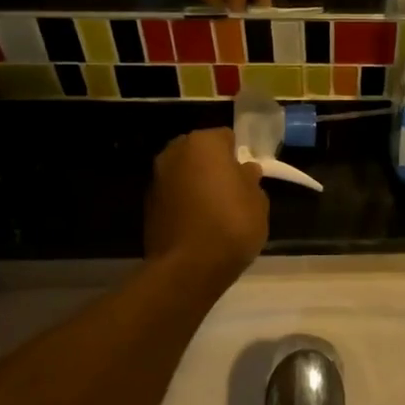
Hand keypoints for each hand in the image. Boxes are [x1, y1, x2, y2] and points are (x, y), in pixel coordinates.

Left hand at [145, 128, 268, 286]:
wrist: (188, 268)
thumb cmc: (231, 225)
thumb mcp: (258, 201)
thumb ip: (250, 180)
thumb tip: (244, 171)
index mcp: (204, 143)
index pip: (226, 137)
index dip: (238, 155)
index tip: (247, 175)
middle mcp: (175, 153)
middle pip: (200, 152)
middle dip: (213, 166)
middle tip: (231, 190)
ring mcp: (157, 178)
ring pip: (184, 173)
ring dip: (196, 184)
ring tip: (214, 210)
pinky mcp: (147, 205)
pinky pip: (173, 195)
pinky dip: (184, 203)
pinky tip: (197, 224)